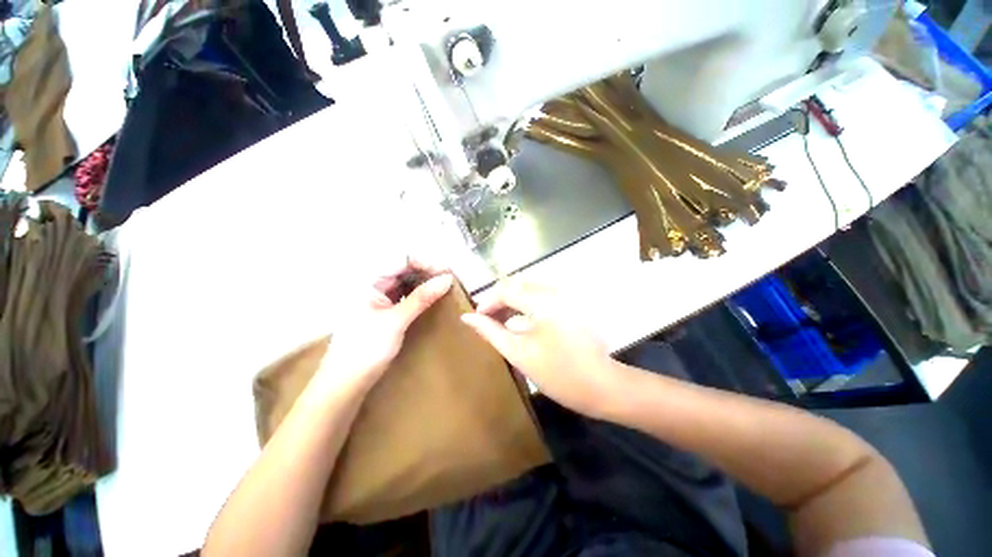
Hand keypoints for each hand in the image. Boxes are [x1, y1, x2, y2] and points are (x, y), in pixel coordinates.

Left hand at [318, 258, 452, 390]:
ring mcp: (377, 298)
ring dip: (424, 282)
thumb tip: (447, 278)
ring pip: (405, 281)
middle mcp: (372, 285)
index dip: (424, 262)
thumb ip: (422, 297)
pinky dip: (418, 294)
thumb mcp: (396, 321)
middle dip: (426, 271)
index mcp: (368, 281)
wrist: (345, 384)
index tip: (445, 272)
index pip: (400, 259)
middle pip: (403, 268)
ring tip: (444, 288)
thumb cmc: (366, 349)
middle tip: (448, 280)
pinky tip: (431, 298)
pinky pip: (403, 295)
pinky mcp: (383, 310)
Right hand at [461, 280, 625, 418]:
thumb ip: (490, 331)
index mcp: (541, 300)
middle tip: (488, 321)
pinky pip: (542, 297)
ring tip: (502, 323)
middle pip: (517, 285)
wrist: (602, 386)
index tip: (477, 318)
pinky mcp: (571, 304)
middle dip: (500, 301)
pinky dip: (527, 306)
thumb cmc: (557, 372)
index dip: (487, 302)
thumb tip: (467, 317)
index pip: (505, 289)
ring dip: (513, 302)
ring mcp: (566, 296)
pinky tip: (523, 324)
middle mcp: (554, 291)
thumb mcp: (518, 352)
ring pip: (529, 289)